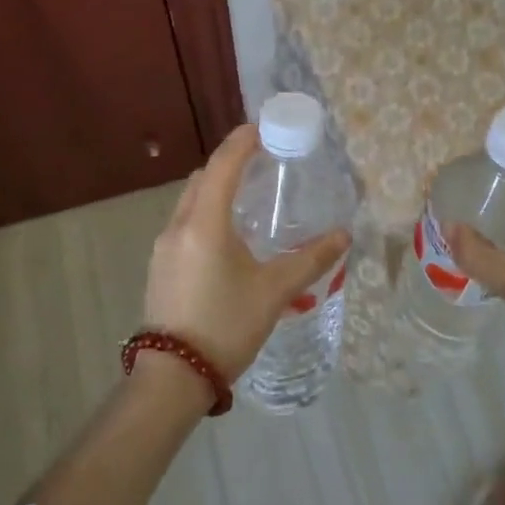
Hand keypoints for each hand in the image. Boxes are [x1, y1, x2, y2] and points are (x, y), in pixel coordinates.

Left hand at [144, 124, 350, 384]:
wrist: (172, 378)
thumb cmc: (226, 326)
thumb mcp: (274, 292)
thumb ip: (310, 260)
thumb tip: (344, 235)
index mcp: (204, 224)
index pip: (223, 165)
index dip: (242, 141)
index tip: (263, 126)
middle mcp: (178, 226)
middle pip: (203, 178)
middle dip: (230, 163)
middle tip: (262, 161)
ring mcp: (163, 247)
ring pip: (191, 201)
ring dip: (217, 189)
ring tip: (249, 197)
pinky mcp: (160, 266)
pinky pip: (185, 223)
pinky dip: (207, 213)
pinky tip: (228, 236)